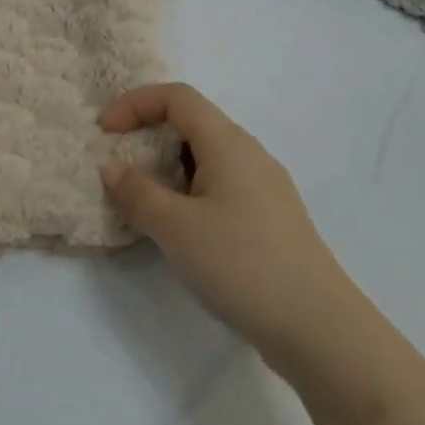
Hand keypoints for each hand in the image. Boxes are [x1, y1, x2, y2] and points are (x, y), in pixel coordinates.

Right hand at [99, 83, 358, 375]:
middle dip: (150, 135)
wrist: (319, 327)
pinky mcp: (272, 217)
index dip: (136, 103)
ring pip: (208, 157)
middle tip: (121, 169)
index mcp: (227, 141)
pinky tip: (183, 230)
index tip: (105, 132)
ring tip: (146, 203)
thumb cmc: (241, 264)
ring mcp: (265, 186)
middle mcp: (249, 153)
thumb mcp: (176, 228)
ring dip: (170, 168)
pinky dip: (191, 191)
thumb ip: (137, 192)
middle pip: (193, 122)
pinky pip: (222, 185)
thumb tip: (112, 167)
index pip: (177, 97)